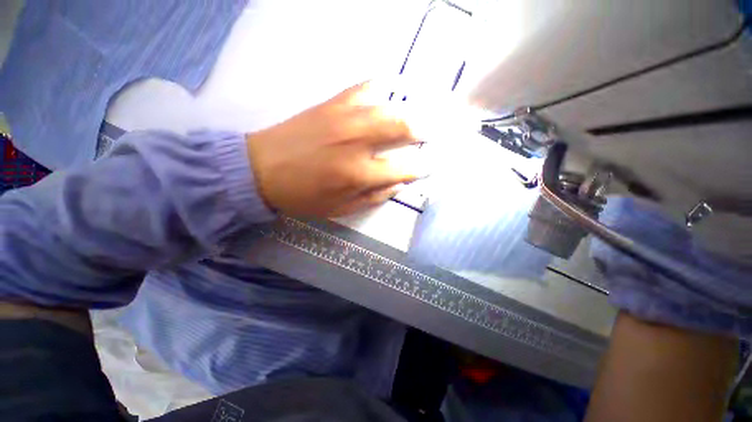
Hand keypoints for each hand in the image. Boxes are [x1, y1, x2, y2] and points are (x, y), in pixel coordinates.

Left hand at [246, 81, 422, 216]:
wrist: (262, 170)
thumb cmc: (304, 196)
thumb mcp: (341, 209)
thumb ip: (374, 197)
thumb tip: (399, 183)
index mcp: (358, 173)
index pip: (403, 168)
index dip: (421, 168)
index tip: (429, 167)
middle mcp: (357, 142)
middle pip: (403, 127)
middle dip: (423, 131)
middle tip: (429, 136)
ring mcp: (345, 117)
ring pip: (389, 106)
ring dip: (408, 112)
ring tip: (414, 119)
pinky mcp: (332, 103)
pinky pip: (365, 88)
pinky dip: (382, 90)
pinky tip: (387, 98)